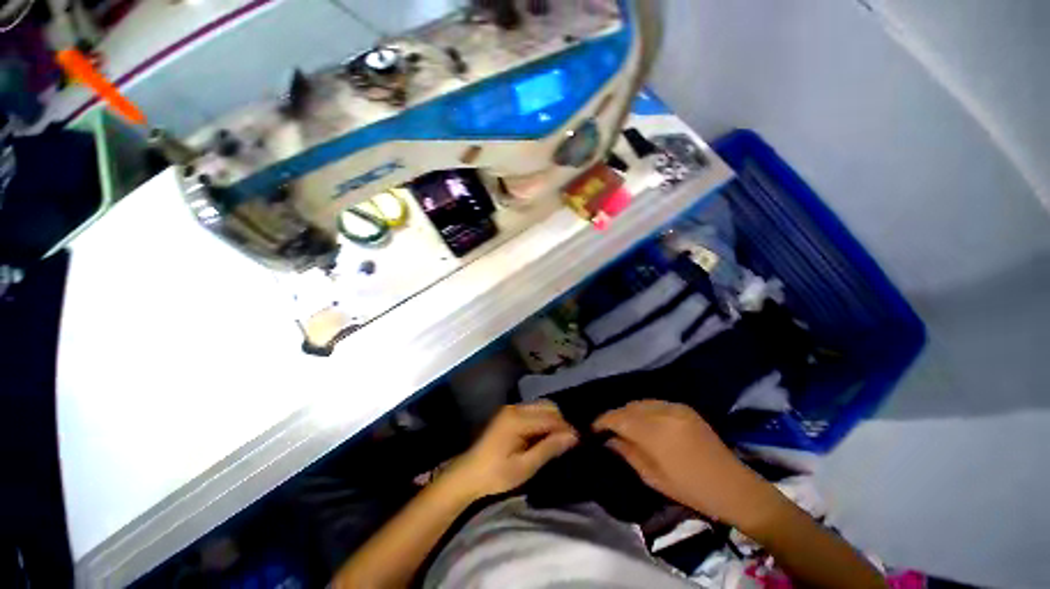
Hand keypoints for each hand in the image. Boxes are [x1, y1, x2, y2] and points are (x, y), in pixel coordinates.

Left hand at [445, 402, 577, 499]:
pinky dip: (543, 420)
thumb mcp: (525, 467)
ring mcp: (511, 409)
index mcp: (518, 419)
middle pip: (547, 407)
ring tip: (560, 439)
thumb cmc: (496, 475)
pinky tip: (546, 435)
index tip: (580, 441)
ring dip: (553, 420)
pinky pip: (533, 411)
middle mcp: (515, 408)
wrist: (468, 474)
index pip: (551, 418)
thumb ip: (549, 449)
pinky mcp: (509, 414)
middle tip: (570, 441)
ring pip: (541, 407)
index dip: (567, 428)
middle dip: (561, 421)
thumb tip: (573, 437)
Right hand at [594, 400, 778, 527]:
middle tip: (606, 428)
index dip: (602, 421)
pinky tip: (643, 421)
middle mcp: (663, 412)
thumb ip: (627, 453)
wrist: (732, 486)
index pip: (619, 418)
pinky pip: (655, 403)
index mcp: (655, 433)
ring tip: (623, 425)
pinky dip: (643, 409)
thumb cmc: (690, 489)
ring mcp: (675, 407)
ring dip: (628, 411)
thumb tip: (607, 439)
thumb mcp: (652, 477)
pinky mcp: (684, 407)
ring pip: (641, 402)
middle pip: (628, 406)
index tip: (592, 428)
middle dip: (615, 416)